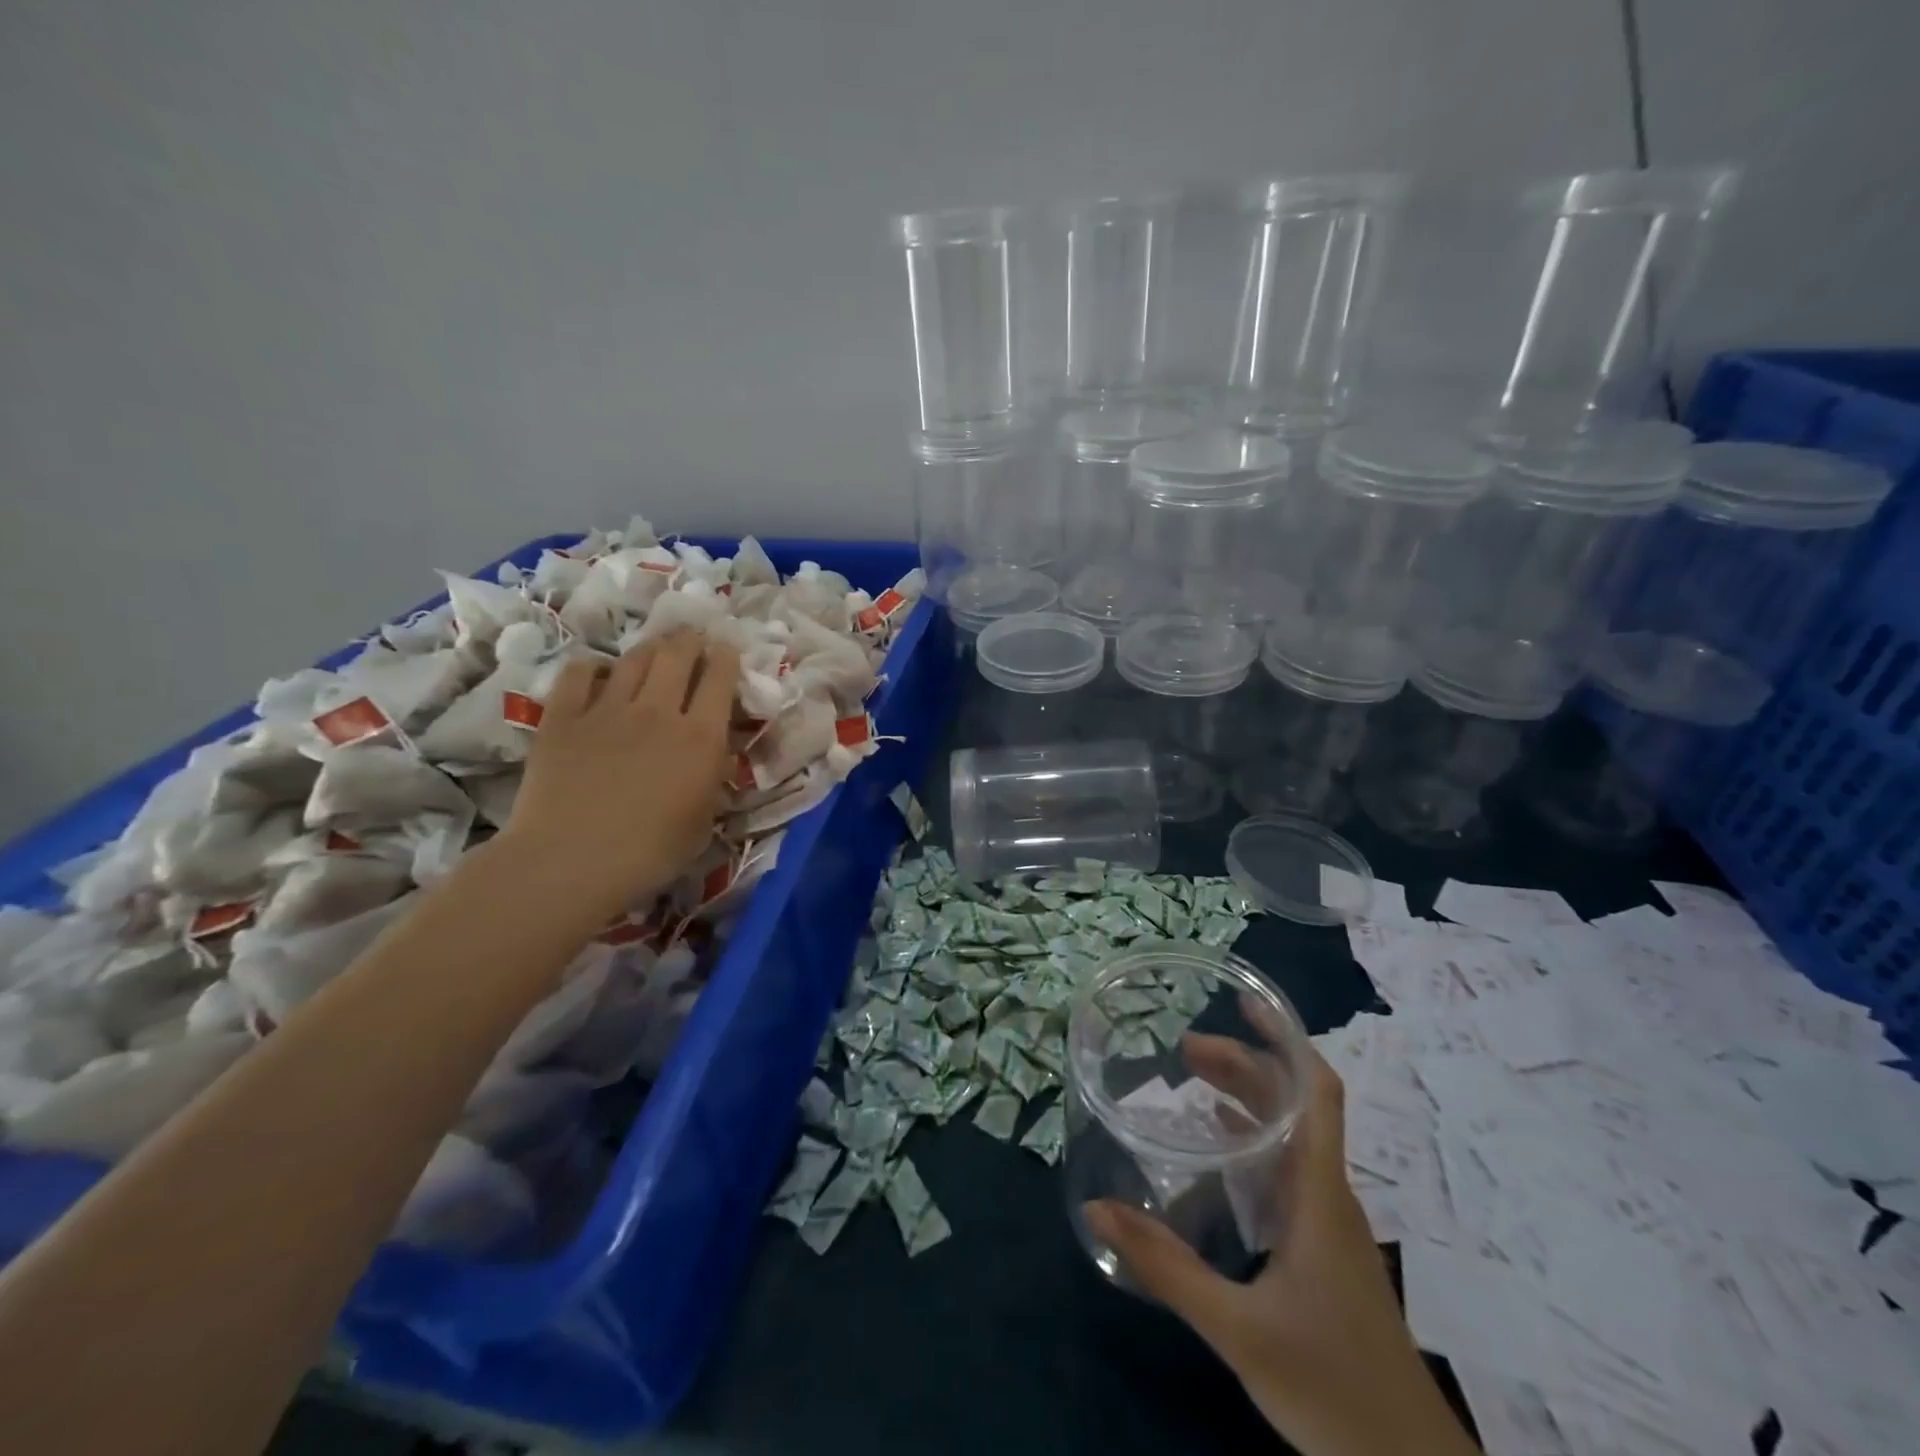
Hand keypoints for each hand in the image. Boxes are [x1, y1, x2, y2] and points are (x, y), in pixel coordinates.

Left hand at [499, 631, 739, 924]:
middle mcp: (659, 711)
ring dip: (651, 648)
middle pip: (678, 654)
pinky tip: (599, 673)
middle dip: (691, 640)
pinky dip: (595, 667)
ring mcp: (607, 710)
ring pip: (635, 657)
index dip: (726, 658)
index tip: (727, 652)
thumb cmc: (650, 853)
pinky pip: (580, 674)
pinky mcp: (563, 717)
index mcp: (701, 738)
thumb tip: (713, 756)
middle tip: (693, 641)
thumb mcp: (703, 822)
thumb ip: (712, 780)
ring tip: (656, 650)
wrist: (570, 861)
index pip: (720, 678)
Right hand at [1084, 1048, 1476, 1455]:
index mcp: (1317, 1191)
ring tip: (1190, 1082)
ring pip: (1289, 1136)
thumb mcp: (1238, 1329)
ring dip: (1245, 1098)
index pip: (1317, 1091)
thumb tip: (1097, 1209)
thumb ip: (1167, 1268)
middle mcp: (1326, 1192)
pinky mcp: (1321, 1248)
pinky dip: (1250, 1141)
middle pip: (1292, 1104)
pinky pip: (1284, 1170)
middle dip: (1242, 1064)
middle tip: (1182, 1051)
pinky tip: (1215, 1152)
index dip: (1286, 1038)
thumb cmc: (1331, 1387)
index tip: (1245, 1003)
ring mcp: (1326, 1221)